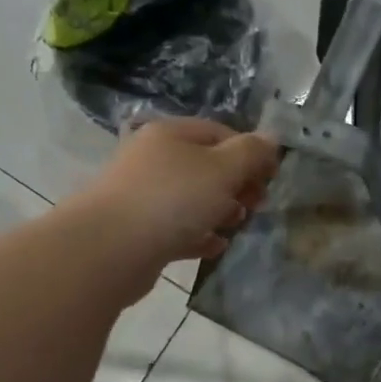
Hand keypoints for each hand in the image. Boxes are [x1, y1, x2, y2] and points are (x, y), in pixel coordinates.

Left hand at [75, 118, 278, 285]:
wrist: (110, 249)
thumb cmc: (172, 200)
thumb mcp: (221, 170)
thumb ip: (250, 154)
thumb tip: (271, 139)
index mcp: (171, 134)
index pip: (219, 132)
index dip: (249, 152)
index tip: (270, 178)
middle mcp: (153, 159)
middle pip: (205, 166)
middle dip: (236, 184)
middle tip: (257, 204)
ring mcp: (143, 195)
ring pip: (192, 198)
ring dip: (220, 210)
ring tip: (237, 225)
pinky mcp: (138, 231)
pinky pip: (177, 228)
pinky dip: (199, 235)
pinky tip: (215, 247)